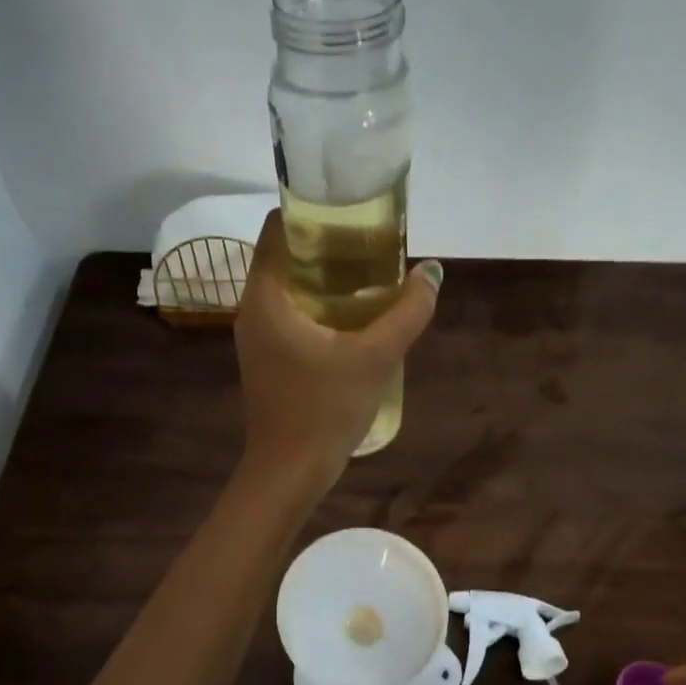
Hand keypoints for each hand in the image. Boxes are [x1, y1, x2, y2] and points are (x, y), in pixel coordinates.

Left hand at [234, 211, 440, 491]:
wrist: (289, 472)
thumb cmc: (325, 410)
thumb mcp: (375, 358)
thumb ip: (408, 311)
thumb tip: (433, 271)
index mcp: (265, 297)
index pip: (278, 229)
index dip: (313, 213)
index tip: (353, 214)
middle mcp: (252, 309)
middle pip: (286, 256)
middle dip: (328, 246)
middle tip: (373, 245)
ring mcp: (257, 337)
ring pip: (290, 289)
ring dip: (327, 279)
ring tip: (372, 277)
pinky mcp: (267, 359)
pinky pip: (292, 315)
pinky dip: (320, 306)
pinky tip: (355, 318)